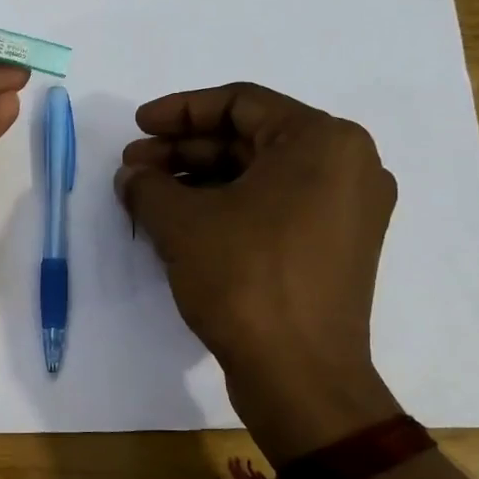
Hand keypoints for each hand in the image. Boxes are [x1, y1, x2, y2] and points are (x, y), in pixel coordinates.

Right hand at [116, 83, 401, 463]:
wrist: (299, 375)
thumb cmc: (245, 279)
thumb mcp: (182, 223)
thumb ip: (147, 185)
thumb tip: (132, 176)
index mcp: (322, 141)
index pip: (240, 103)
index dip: (179, 111)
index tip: (137, 127)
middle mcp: (347, 165)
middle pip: (250, 139)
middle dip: (184, 151)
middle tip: (134, 167)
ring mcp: (347, 210)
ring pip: (260, 176)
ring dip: (200, 180)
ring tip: (148, 197)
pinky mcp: (335, 248)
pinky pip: (275, 207)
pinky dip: (227, 207)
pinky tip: (182, 223)